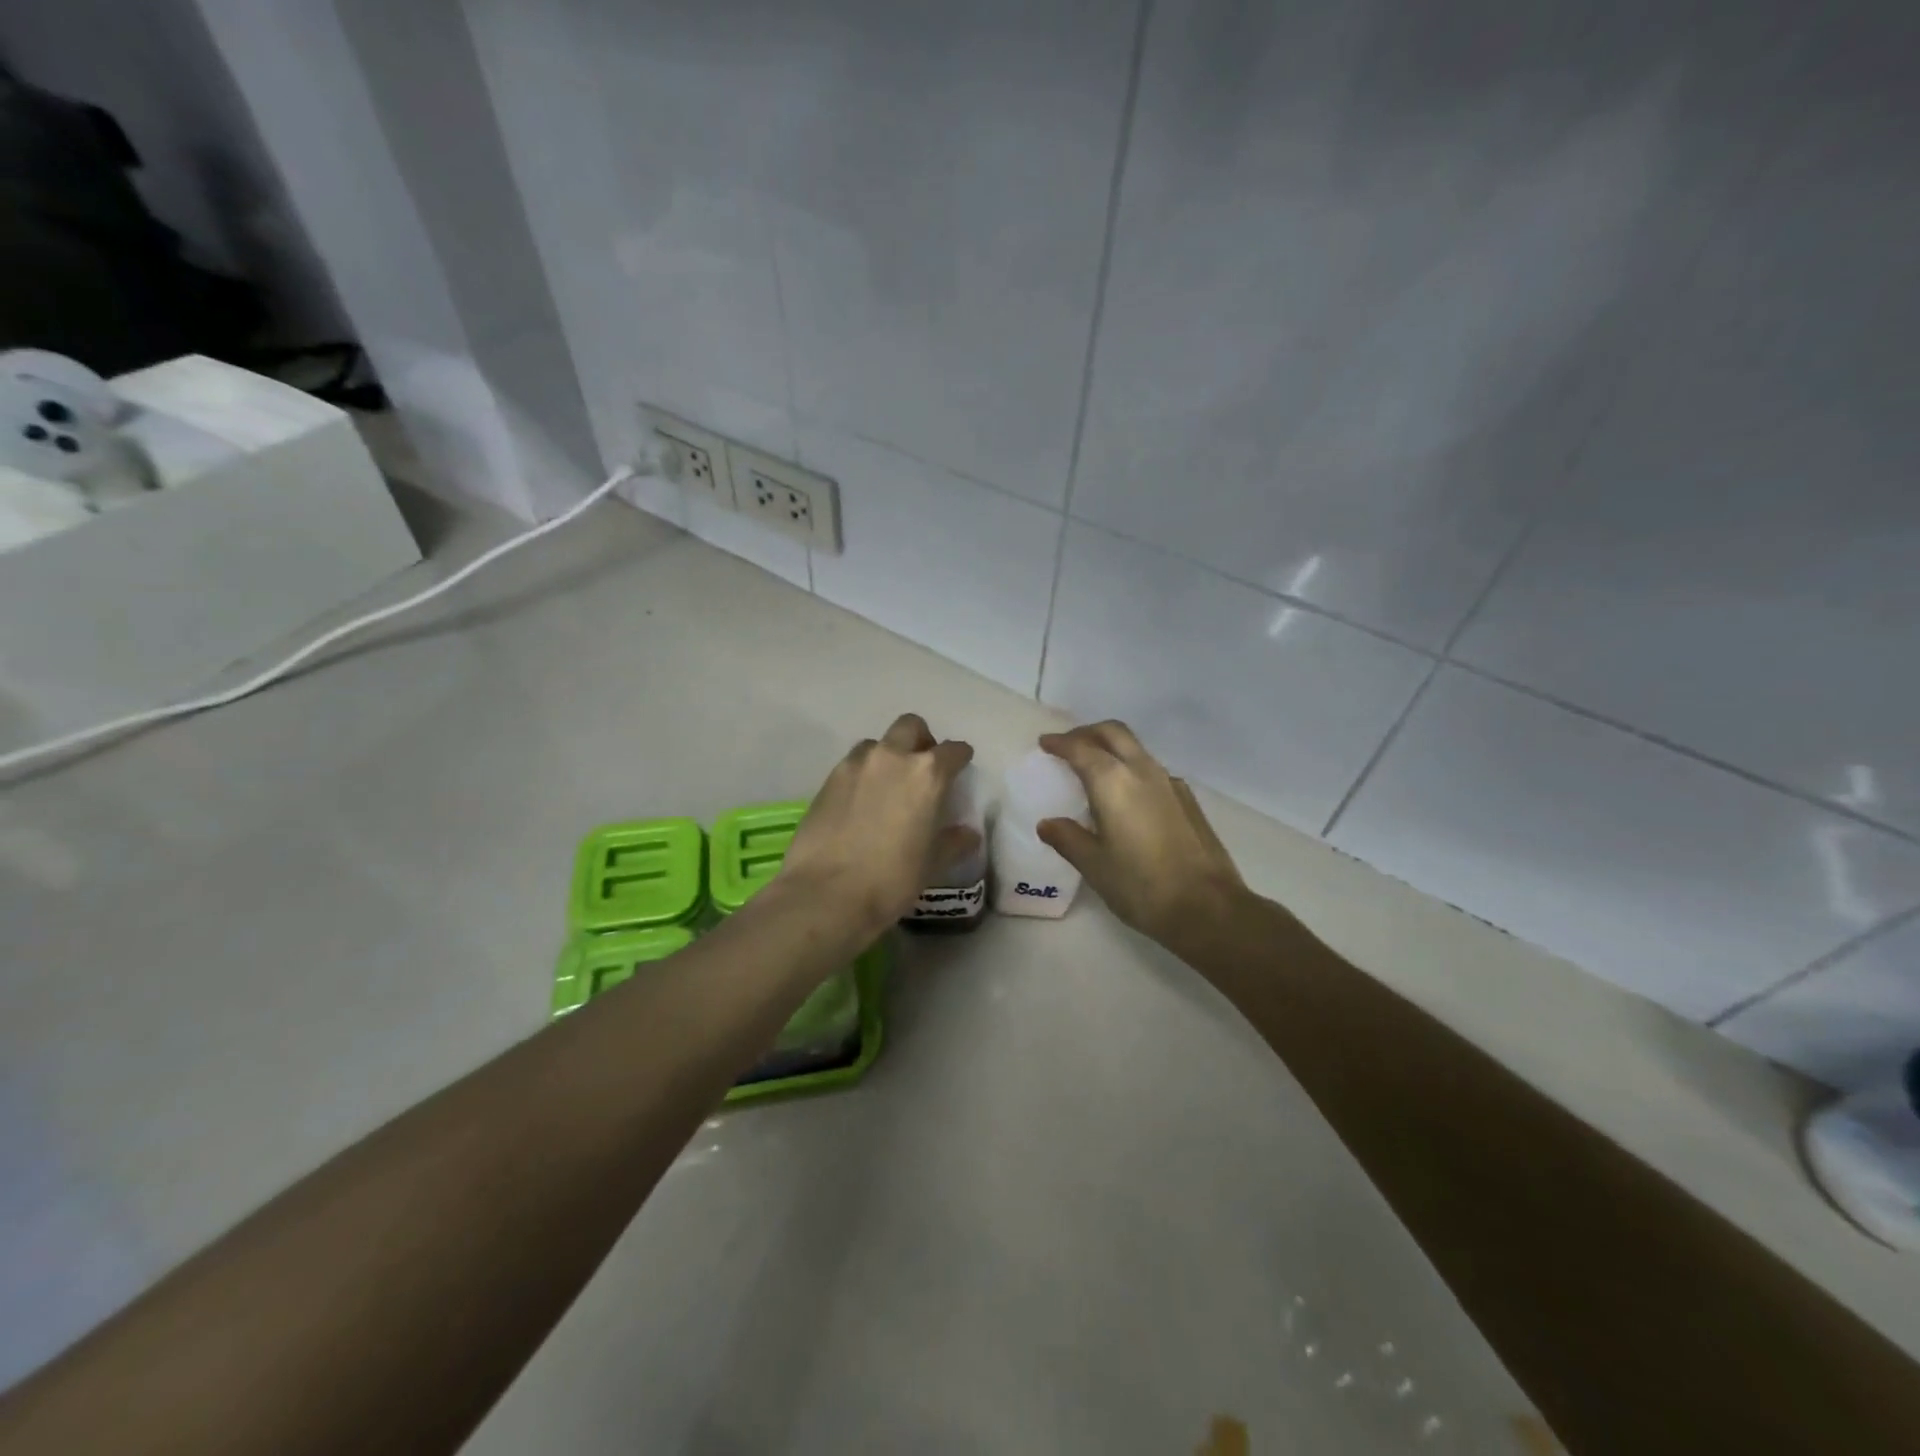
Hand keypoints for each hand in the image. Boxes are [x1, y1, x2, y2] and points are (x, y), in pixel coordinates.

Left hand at [778, 714, 976, 935]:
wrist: (826, 893)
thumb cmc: (891, 879)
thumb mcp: (932, 864)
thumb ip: (953, 842)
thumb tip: (968, 834)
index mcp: (927, 774)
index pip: (952, 750)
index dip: (960, 757)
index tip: (961, 765)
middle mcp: (892, 758)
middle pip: (910, 726)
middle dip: (921, 740)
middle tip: (922, 767)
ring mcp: (855, 765)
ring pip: (877, 743)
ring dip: (888, 755)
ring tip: (888, 785)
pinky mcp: (827, 780)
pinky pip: (852, 764)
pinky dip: (863, 774)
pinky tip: (861, 803)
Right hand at [1036, 720, 1246, 949]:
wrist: (1207, 907)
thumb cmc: (1141, 886)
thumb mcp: (1094, 865)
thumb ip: (1068, 838)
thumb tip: (1047, 824)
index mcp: (1113, 782)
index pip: (1081, 748)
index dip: (1060, 743)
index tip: (1045, 744)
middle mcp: (1142, 771)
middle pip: (1113, 733)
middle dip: (1087, 733)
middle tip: (1068, 746)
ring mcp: (1170, 783)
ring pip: (1135, 748)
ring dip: (1111, 747)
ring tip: (1093, 769)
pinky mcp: (1187, 799)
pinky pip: (1152, 769)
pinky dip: (1131, 768)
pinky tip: (1126, 796)